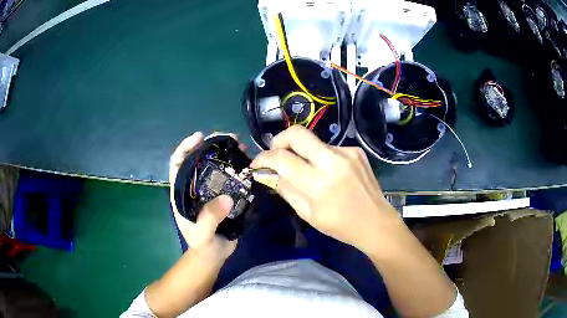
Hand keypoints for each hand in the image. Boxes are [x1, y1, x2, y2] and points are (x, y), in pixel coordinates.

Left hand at [169, 132, 243, 261]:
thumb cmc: (202, 245)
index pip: (178, 163)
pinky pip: (231, 177)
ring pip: (217, 165)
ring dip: (228, 153)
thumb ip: (209, 218)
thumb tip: (227, 198)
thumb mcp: (201, 235)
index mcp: (182, 192)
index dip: (185, 147)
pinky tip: (249, 163)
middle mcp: (195, 186)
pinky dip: (239, 168)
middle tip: (229, 138)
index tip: (199, 136)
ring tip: (242, 147)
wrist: (214, 255)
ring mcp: (211, 190)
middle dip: (212, 145)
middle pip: (199, 159)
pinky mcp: (225, 194)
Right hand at [251, 126, 402, 253]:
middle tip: (276, 153)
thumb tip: (268, 173)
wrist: (375, 222)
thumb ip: (285, 190)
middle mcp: (333, 161)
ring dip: (303, 152)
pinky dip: (321, 158)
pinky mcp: (357, 151)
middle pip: (297, 133)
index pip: (282, 159)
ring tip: (307, 171)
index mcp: (318, 183)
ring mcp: (347, 153)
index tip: (257, 164)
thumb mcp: (307, 214)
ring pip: (313, 142)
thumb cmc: (340, 225)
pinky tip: (328, 173)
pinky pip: (329, 148)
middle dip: (279, 140)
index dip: (264, 158)